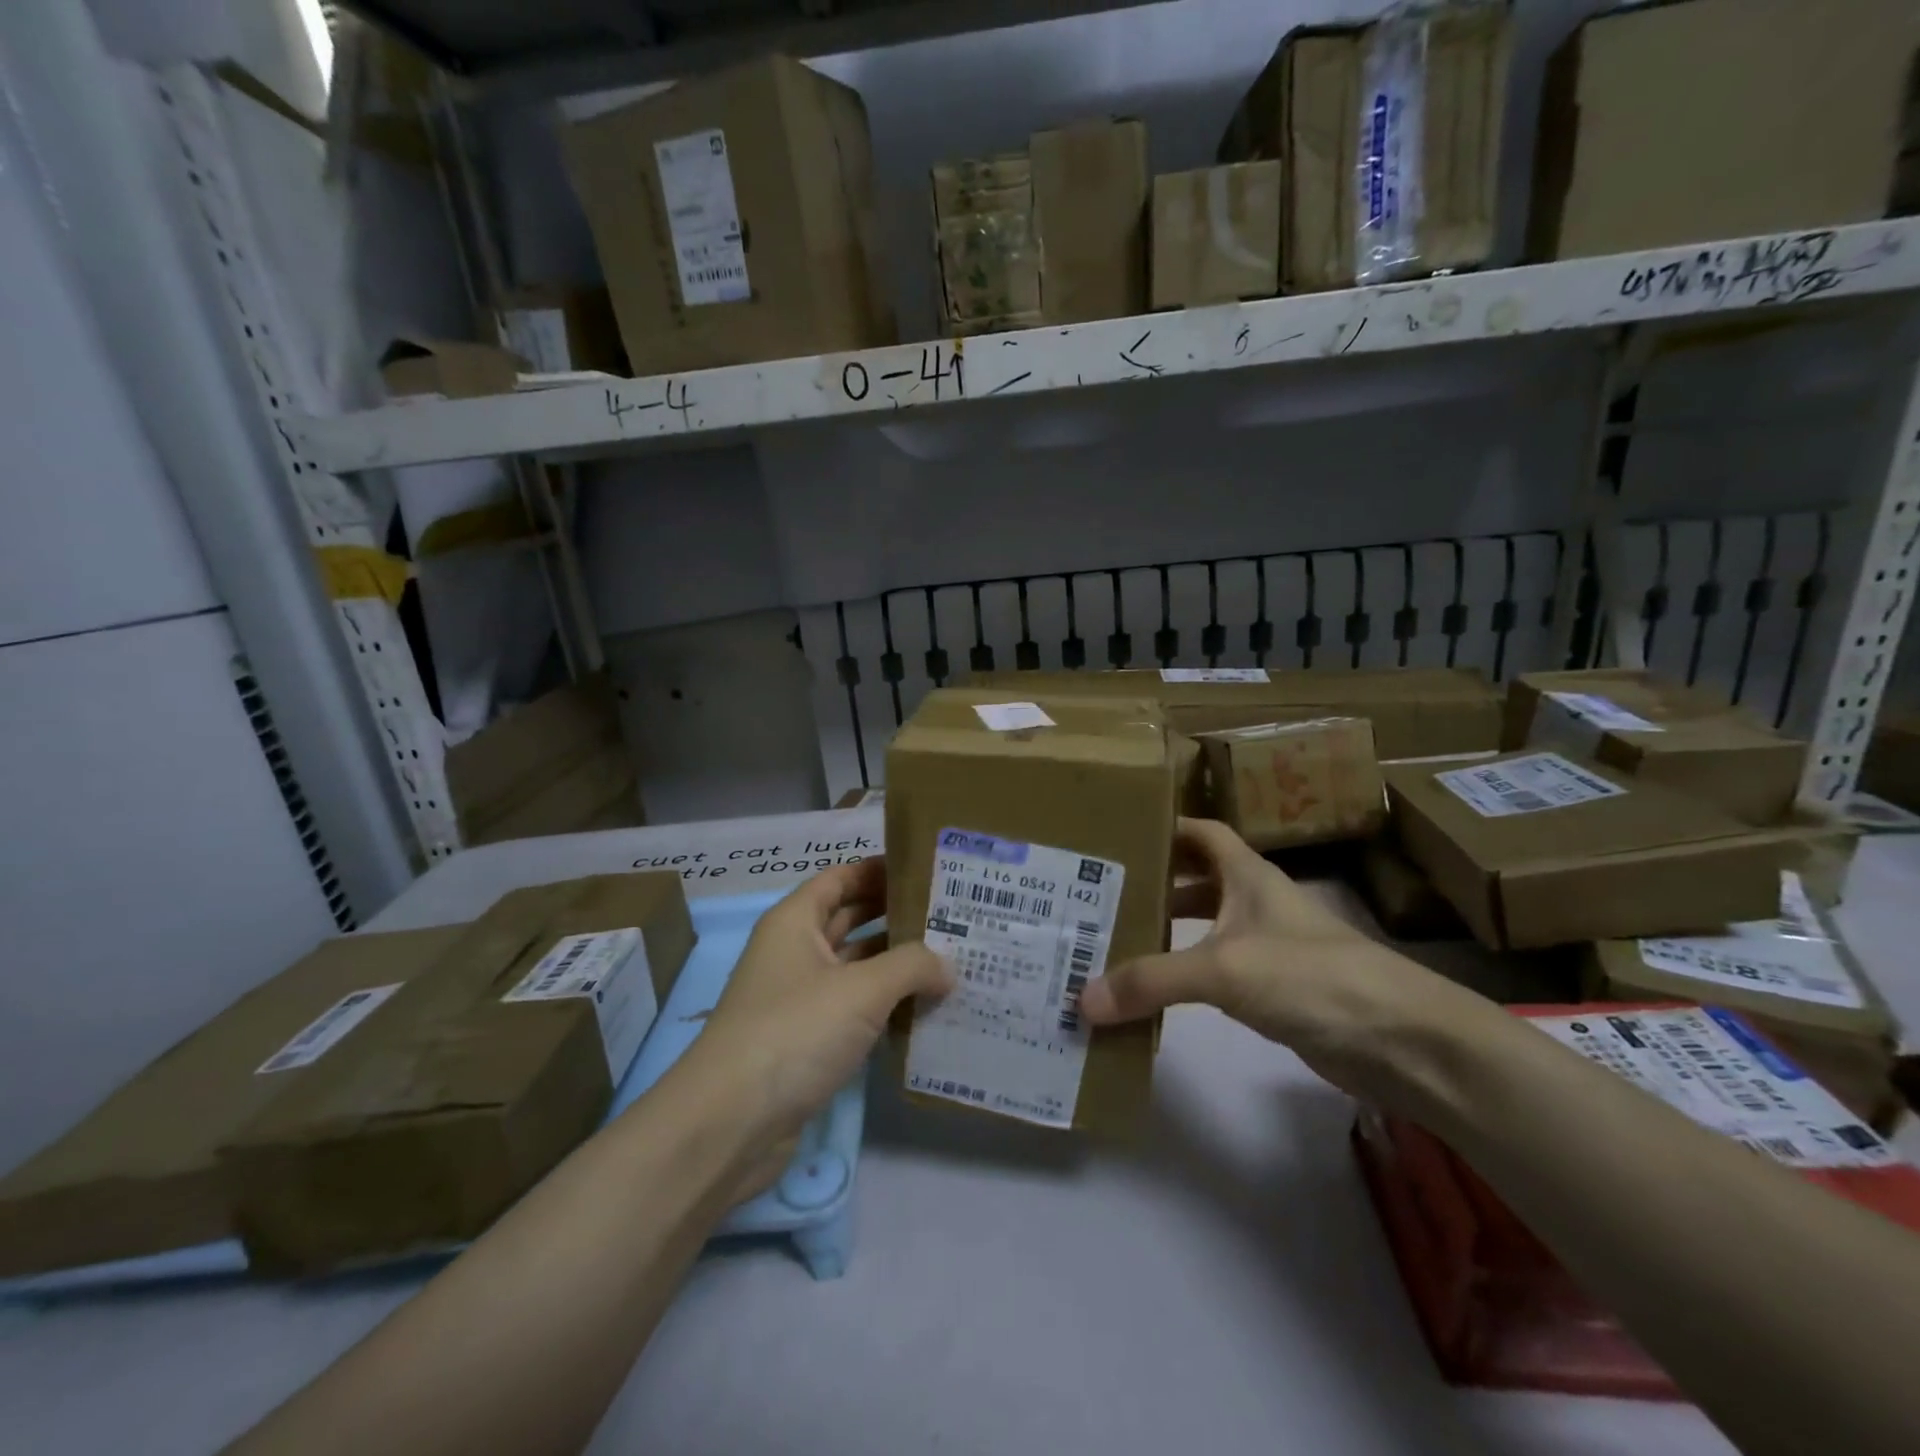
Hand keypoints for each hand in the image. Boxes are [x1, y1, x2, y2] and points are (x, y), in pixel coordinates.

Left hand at [681, 858, 951, 1165]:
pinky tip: (924, 1008)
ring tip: (950, 959)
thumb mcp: (861, 990)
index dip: (880, 869)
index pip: (841, 877)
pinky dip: (884, 1005)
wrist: (730, 1124)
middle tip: (951, 915)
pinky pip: (853, 1009)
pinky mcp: (807, 1041)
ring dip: (895, 964)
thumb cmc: (793, 1032)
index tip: (927, 870)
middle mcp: (794, 952)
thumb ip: (911, 966)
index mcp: (795, 922)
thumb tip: (948, 965)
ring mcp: (799, 998)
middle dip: (896, 916)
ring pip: (855, 967)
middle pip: (850, 919)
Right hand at [1077, 818, 1444, 1093]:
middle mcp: (1254, 901)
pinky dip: (1184, 973)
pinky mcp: (1272, 989)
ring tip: (1111, 938)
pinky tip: (1153, 989)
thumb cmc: (1312, 977)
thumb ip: (1152, 980)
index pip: (1200, 831)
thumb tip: (1083, 999)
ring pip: (1204, 926)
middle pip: (1195, 879)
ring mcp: (1266, 946)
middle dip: (1153, 882)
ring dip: (1165, 929)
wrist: (1401, 1041)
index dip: (1163, 826)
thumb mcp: (1224, 969)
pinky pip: (1215, 970)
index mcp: (1247, 874)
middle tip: (1097, 893)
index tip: (1117, 833)